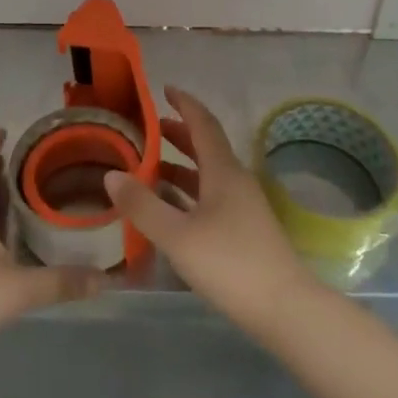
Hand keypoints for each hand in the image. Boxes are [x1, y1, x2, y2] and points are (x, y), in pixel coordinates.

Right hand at [105, 87, 319, 334]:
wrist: (285, 309)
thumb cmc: (230, 264)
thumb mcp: (177, 236)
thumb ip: (143, 205)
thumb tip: (112, 174)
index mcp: (223, 171)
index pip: (203, 124)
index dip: (184, 104)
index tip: (165, 89)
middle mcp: (235, 181)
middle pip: (205, 146)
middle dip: (178, 133)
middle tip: (149, 128)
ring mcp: (243, 206)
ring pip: (207, 173)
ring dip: (180, 164)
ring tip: (149, 166)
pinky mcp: (244, 229)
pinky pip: (210, 196)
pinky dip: (188, 191)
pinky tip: (170, 207)